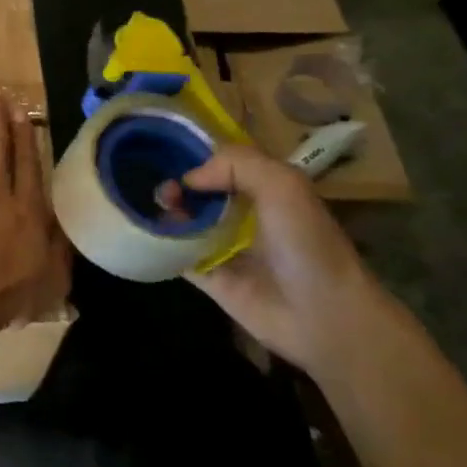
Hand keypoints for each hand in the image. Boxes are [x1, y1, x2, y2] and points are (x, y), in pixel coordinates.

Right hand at [161, 144, 390, 372]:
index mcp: (263, 187)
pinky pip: (175, 253)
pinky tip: (144, 231)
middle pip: (196, 190)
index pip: (222, 161)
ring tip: (153, 208)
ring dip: (164, 211)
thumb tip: (188, 178)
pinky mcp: (207, 275)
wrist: (322, 314)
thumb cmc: (307, 243)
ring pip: (182, 219)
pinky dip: (159, 242)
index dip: (195, 154)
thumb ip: (236, 163)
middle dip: (175, 183)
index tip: (168, 151)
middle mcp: (241, 213)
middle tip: (161, 189)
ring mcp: (223, 245)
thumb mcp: (283, 185)